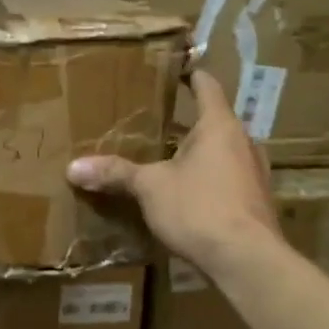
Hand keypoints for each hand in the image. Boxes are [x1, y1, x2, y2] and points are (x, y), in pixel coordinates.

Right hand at [66, 71, 280, 275]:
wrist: (246, 260)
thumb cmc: (199, 208)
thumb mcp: (150, 188)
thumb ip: (115, 173)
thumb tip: (73, 167)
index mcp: (219, 126)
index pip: (207, 87)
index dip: (191, 75)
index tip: (177, 68)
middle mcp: (243, 142)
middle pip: (214, 122)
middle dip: (187, 123)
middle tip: (157, 123)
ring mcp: (254, 173)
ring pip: (222, 152)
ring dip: (199, 153)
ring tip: (168, 159)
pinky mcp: (255, 201)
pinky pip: (228, 179)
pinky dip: (208, 179)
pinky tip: (187, 194)